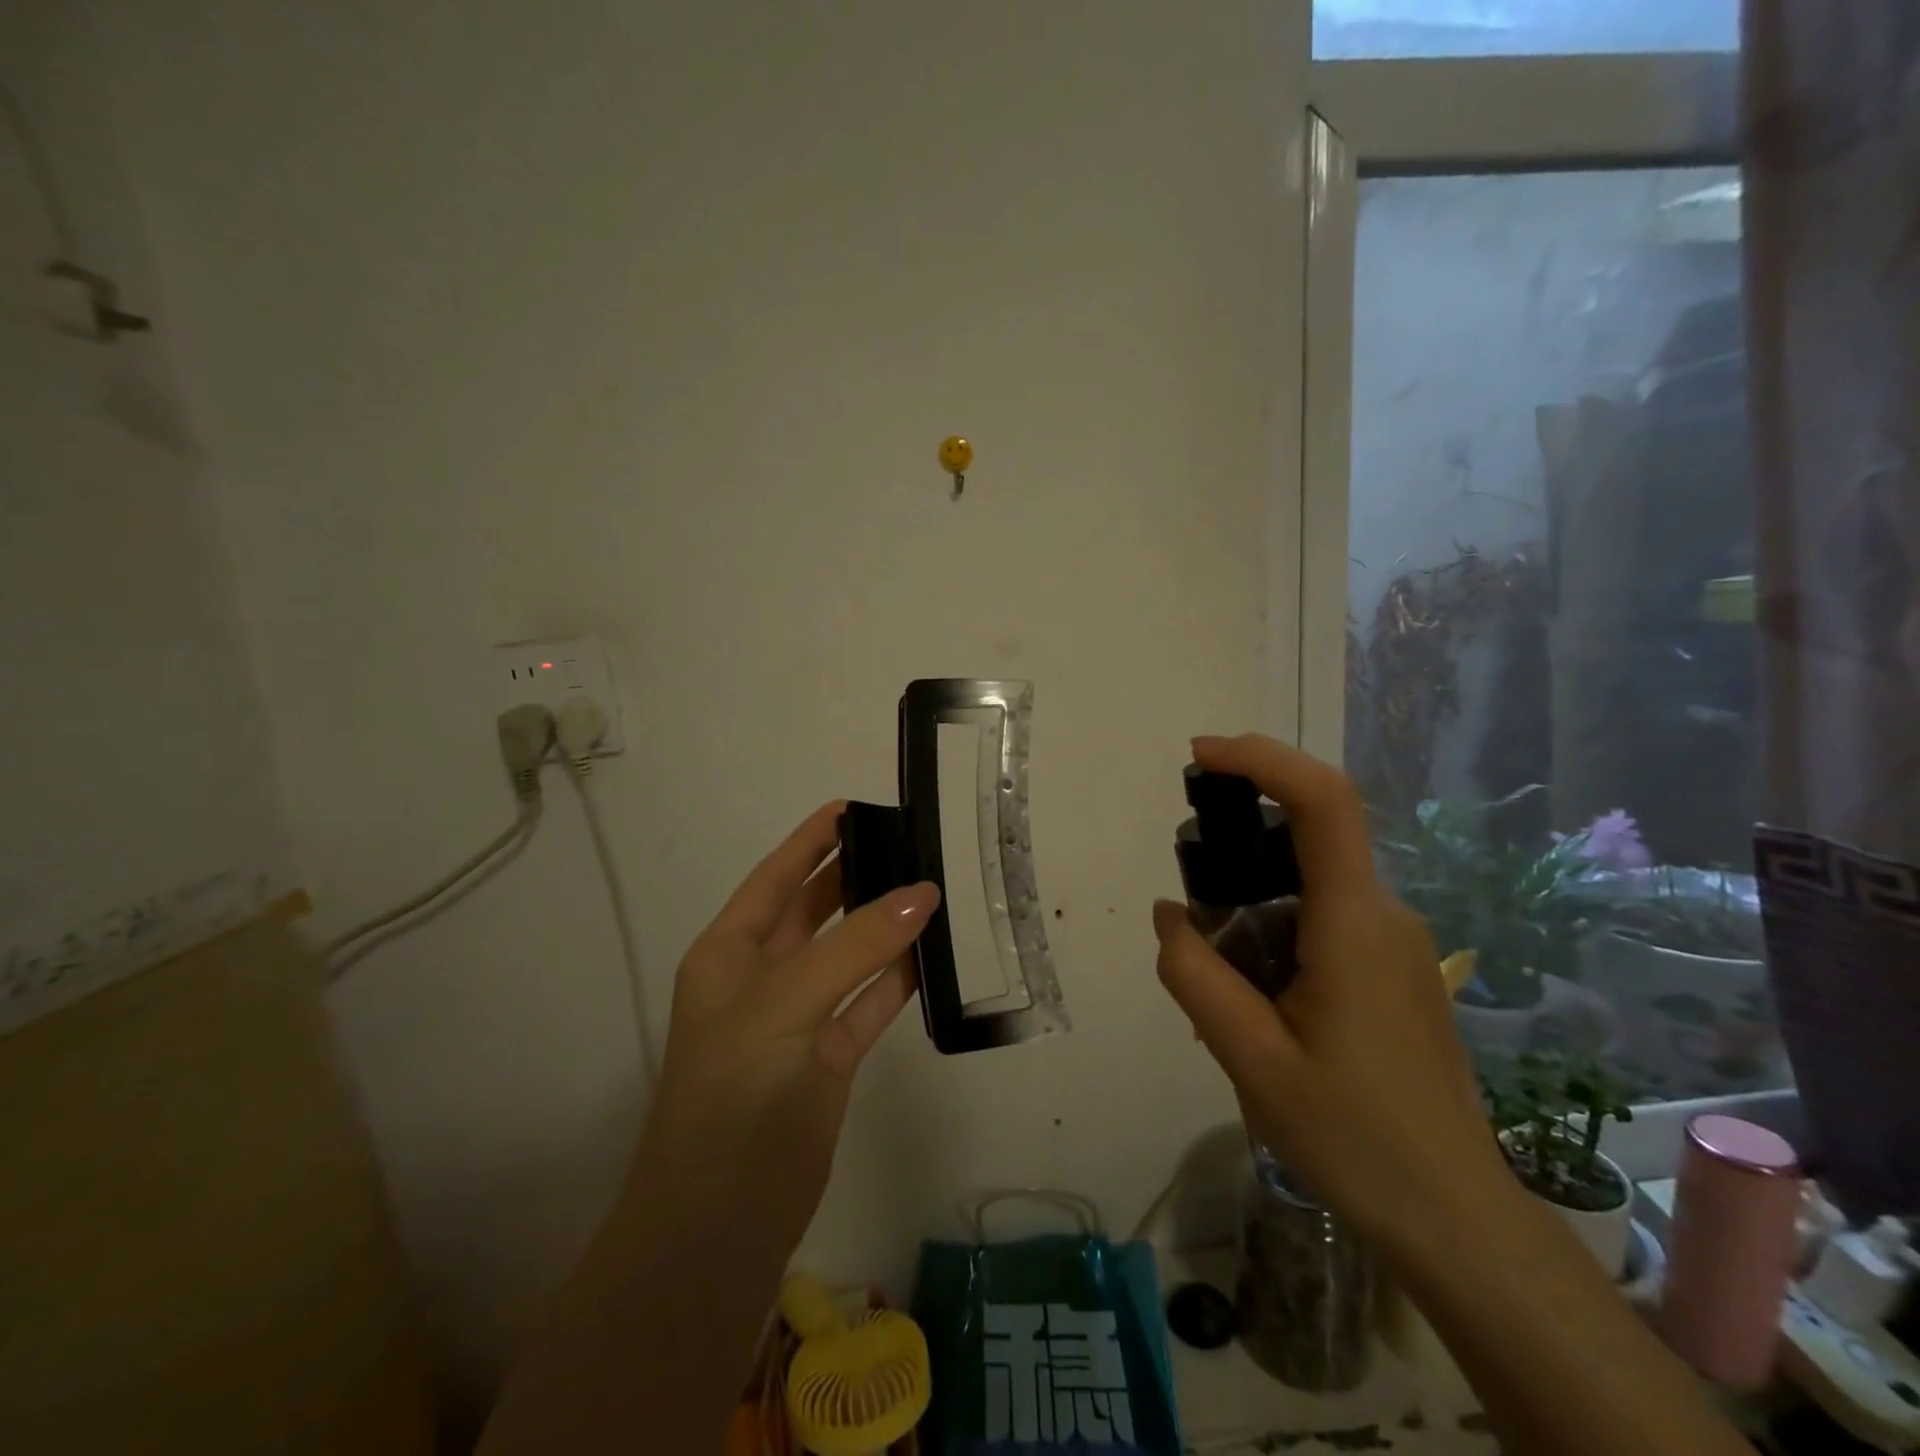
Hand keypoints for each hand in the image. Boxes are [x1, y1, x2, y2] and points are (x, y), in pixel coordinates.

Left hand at [635, 801, 939, 1258]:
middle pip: (815, 909)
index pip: (776, 876)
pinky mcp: (830, 1057)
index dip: (812, 839)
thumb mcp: (785, 1003)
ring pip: (849, 954)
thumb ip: (856, 946)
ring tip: (934, 888)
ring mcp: (799, 1018)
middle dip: (856, 875)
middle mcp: (763, 977)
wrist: (720, 1223)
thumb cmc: (734, 1092)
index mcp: (730, 952)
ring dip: (884, 925)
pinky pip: (870, 1002)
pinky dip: (899, 978)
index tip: (857, 805)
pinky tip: (934, 953)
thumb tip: (922, 893)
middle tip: (912, 843)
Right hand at [1152, 735, 1507, 1255]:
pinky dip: (1274, 940)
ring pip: (1308, 890)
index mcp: (1354, 923)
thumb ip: (1194, 975)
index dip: (1263, 759)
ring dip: (1251, 913)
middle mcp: (1384, 916)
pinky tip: (1257, 1009)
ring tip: (1222, 994)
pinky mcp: (1396, 972)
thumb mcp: (1250, 1058)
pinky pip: (1323, 925)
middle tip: (1193, 922)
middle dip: (1237, 855)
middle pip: (1307, 842)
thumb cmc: (1353, 1137)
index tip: (1201, 755)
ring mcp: (1396, 945)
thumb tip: (1169, 916)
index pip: (1323, 803)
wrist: (1455, 1220)